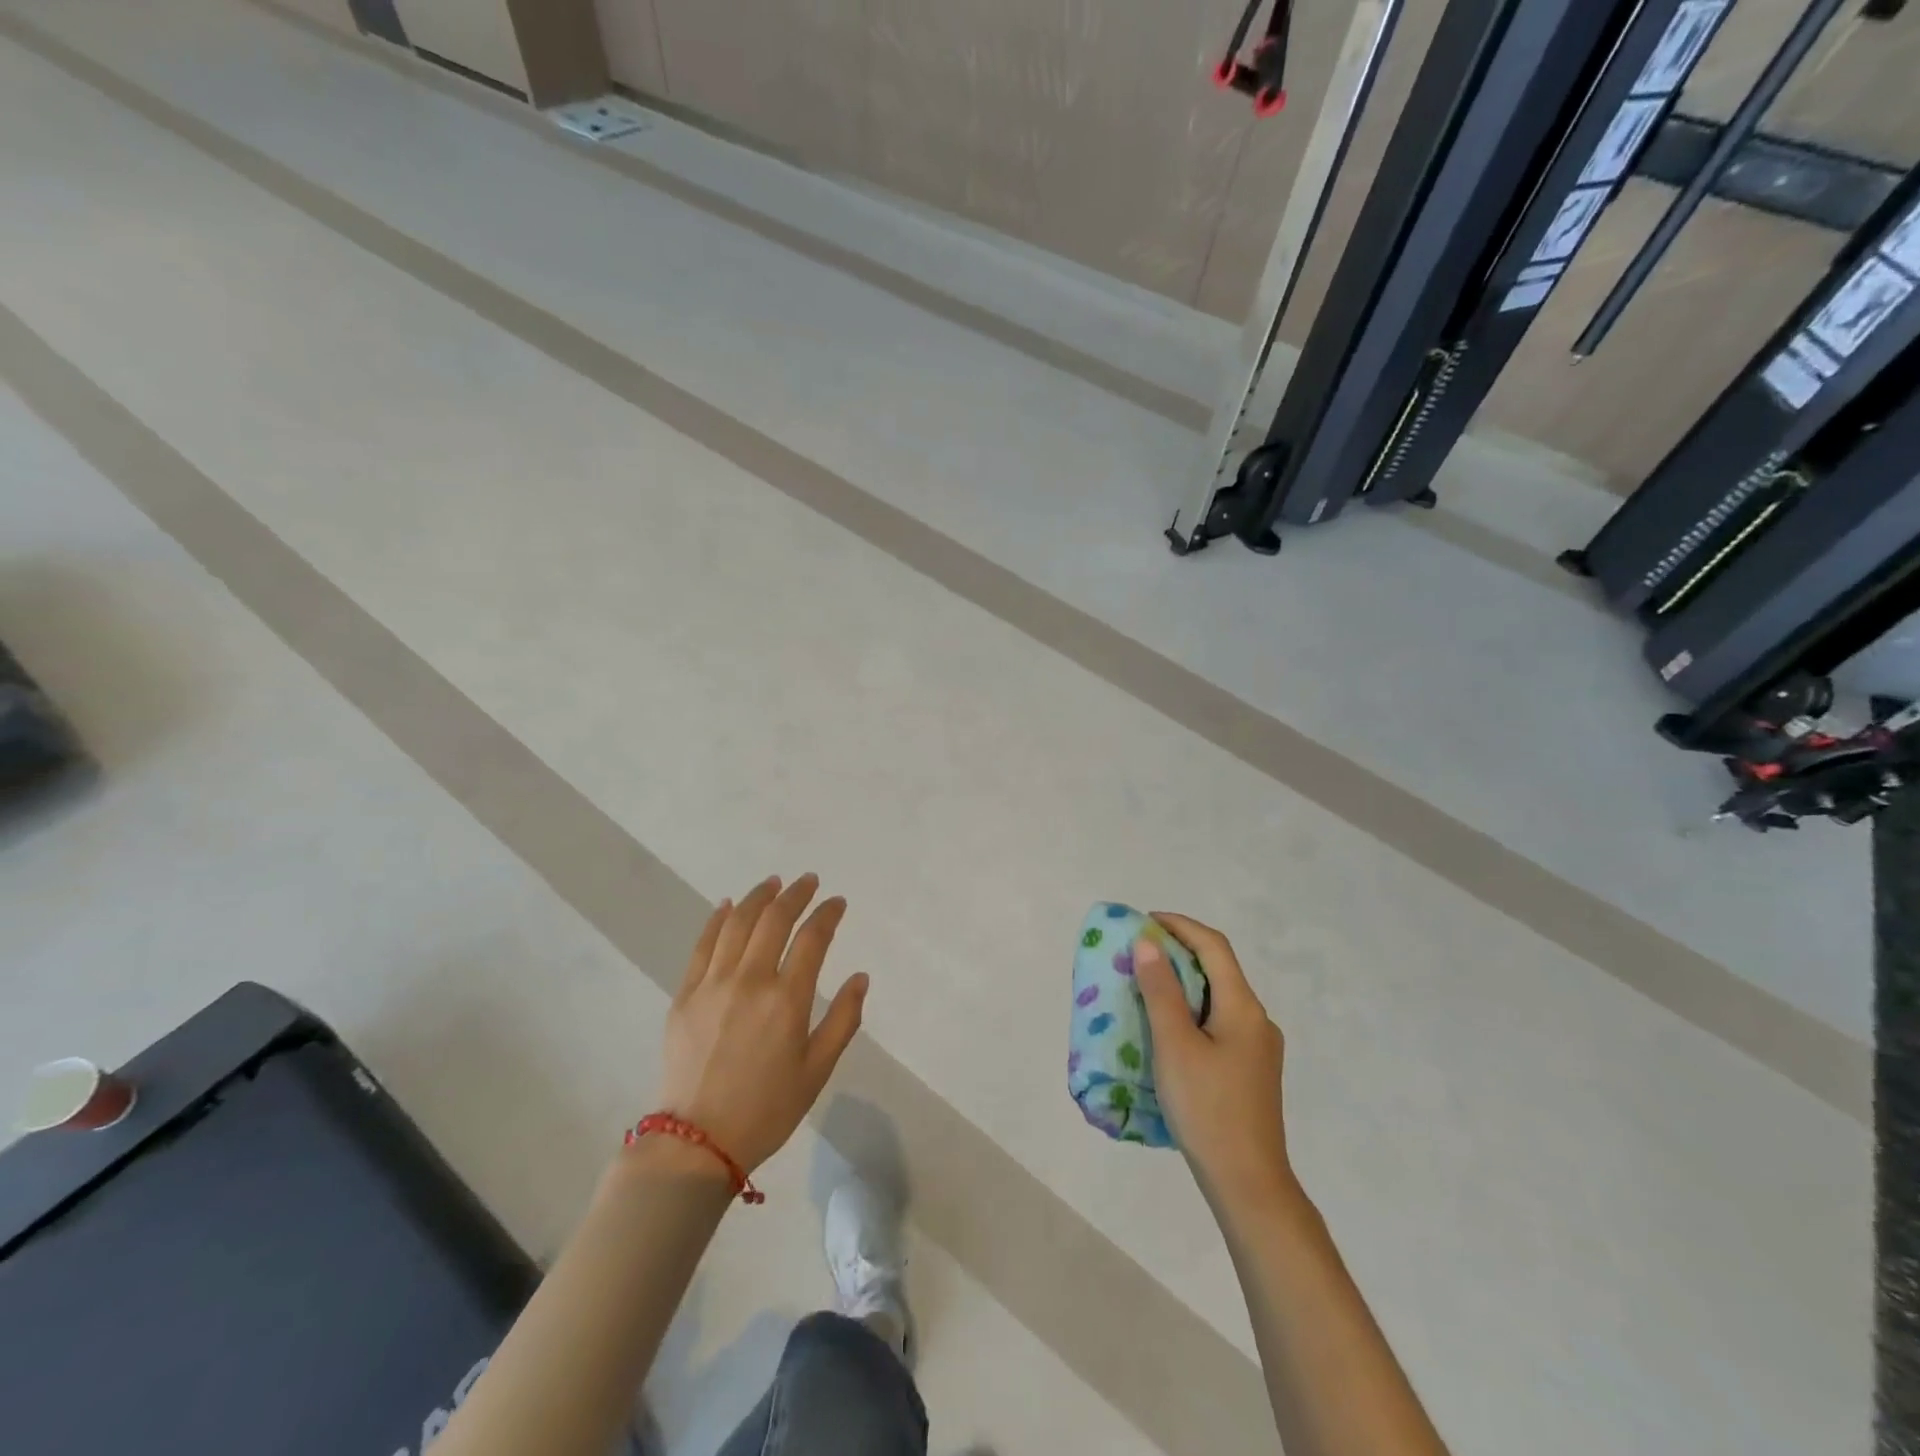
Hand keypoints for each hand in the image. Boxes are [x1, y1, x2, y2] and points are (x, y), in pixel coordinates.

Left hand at [655, 874, 867, 1173]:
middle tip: (808, 882)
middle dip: (795, 895)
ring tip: (773, 884)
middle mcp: (750, 981)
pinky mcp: (685, 995)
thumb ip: (843, 1020)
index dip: (827, 914)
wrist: (696, 1143)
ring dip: (758, 897)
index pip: (812, 938)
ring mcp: (713, 984)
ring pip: (737, 923)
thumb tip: (861, 978)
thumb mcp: (817, 1071)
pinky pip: (703, 945)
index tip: (837, 902)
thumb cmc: (767, 1110)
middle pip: (774, 920)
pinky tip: (728, 906)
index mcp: (787, 1000)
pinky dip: (717, 919)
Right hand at [1135, 913, 1294, 1208]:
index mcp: (1243, 1007)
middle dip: (1178, 952)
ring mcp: (1258, 1047)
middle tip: (1138, 952)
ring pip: (1218, 997)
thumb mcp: (1174, 1045)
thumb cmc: (1207, 1109)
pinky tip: (1168, 1028)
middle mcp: (1257, 1019)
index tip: (1143, 921)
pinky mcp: (1250, 1070)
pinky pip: (1219, 1022)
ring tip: (1146, 985)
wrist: (1248, 1184)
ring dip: (1183, 983)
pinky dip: (1191, 1010)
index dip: (1179, 925)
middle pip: (1218, 969)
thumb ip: (1161, 991)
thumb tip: (1148, 943)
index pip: (1213, 946)